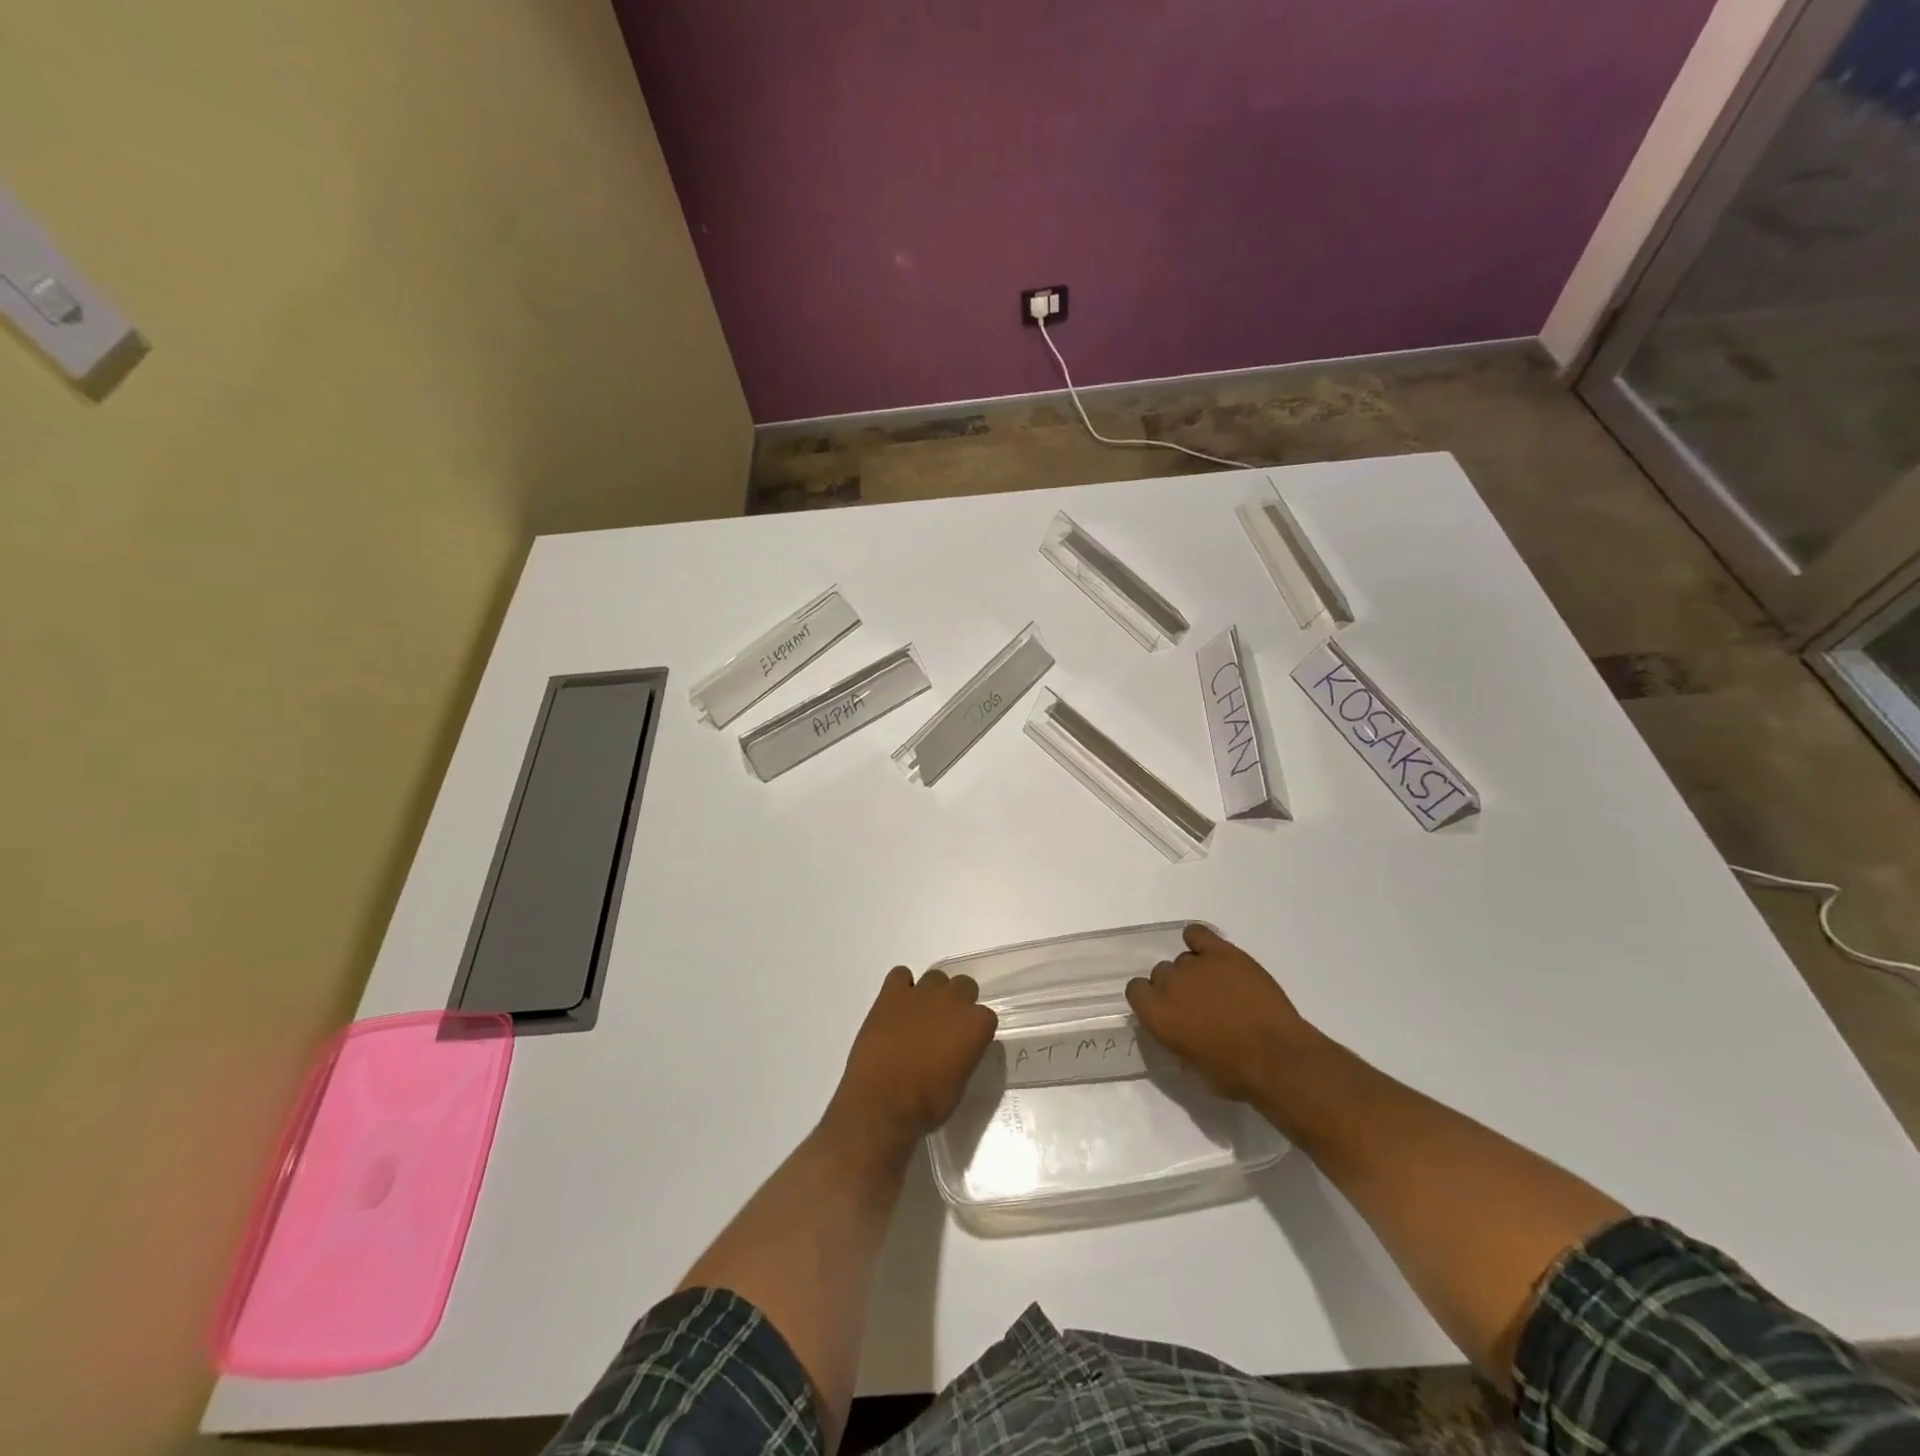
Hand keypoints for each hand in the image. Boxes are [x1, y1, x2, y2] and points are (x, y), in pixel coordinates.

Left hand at [826, 967, 997, 1156]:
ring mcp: (921, 993)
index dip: (975, 1031)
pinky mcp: (891, 994)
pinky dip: (900, 986)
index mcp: (975, 1024)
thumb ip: (965, 1055)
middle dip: (959, 1003)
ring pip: (936, 976)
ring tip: (920, 1015)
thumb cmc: (927, 1103)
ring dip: (932, 993)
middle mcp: (953, 1000)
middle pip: (965, 986)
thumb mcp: (960, 1084)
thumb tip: (957, 1049)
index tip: (966, 1044)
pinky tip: (897, 1006)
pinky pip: (900, 975)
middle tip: (945, 1026)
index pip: (986, 1016)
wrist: (882, 1102)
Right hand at [1125, 925, 1320, 1105]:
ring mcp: (1196, 965)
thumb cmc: (1234, 1074)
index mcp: (1156, 1014)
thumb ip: (1175, 1041)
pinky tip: (1210, 954)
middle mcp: (1169, 984)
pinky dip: (1200, 941)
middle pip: (1161, 973)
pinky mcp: (1223, 953)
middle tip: (1198, 1005)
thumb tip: (1177, 1031)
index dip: (1150, 999)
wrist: (1277, 1058)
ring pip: (1184, 959)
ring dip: (1194, 972)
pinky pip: (1198, 933)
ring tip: (1218, 989)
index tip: (1167, 1011)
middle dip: (1175, 987)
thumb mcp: (1191, 1068)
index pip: (1135, 990)